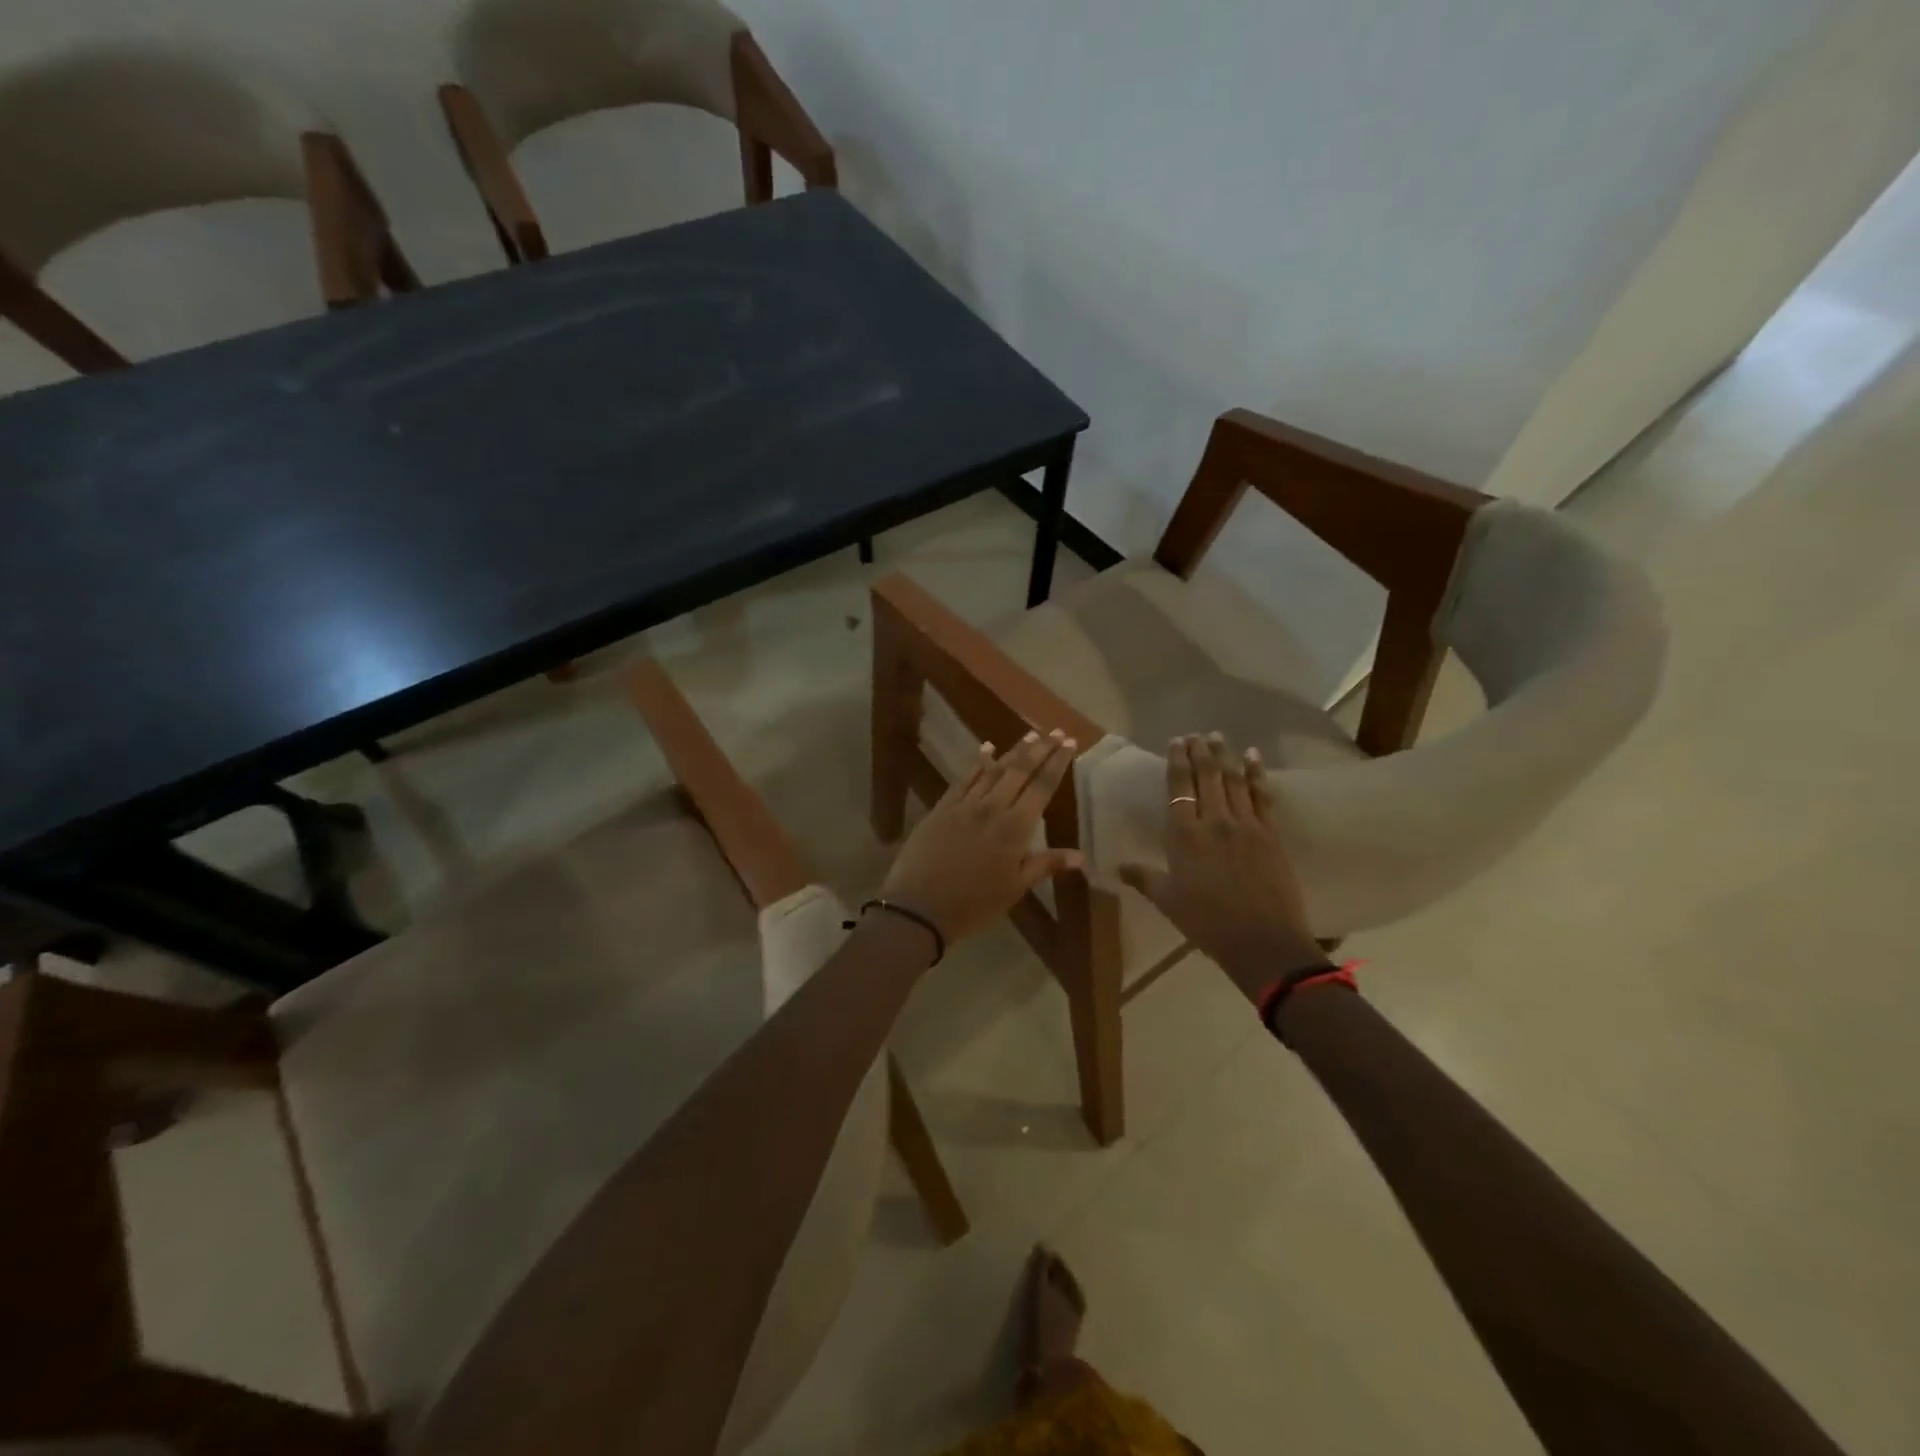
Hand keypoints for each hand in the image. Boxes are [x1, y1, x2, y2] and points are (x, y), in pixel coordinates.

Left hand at [880, 729, 1083, 945]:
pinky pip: (963, 779)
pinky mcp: (942, 808)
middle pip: (1020, 771)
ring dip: (1013, 751)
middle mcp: (992, 807)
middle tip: (1054, 730)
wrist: (919, 906)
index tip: (1069, 743)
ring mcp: (964, 805)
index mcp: (1015, 828)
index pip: (1042, 787)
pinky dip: (977, 762)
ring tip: (1029, 735)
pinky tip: (986, 749)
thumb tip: (1081, 856)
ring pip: (993, 770)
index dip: (1057, 763)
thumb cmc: (974, 904)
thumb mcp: (1014, 888)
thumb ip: (1045, 865)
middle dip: (1040, 749)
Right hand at [1119, 733, 1326, 991]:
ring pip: (1234, 781)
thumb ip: (1144, 878)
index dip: (1177, 762)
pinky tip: (1254, 758)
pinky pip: (1263, 796)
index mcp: (1184, 836)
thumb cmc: (1206, 922)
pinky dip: (1258, 775)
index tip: (1177, 742)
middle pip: (1207, 777)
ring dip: (1226, 756)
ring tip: (1219, 737)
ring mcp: (1245, 825)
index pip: (1178, 789)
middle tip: (1197, 734)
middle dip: (1201, 752)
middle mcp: (1214, 822)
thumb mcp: (1167, 901)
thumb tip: (1118, 866)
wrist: (1261, 940)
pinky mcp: (1270, 834)